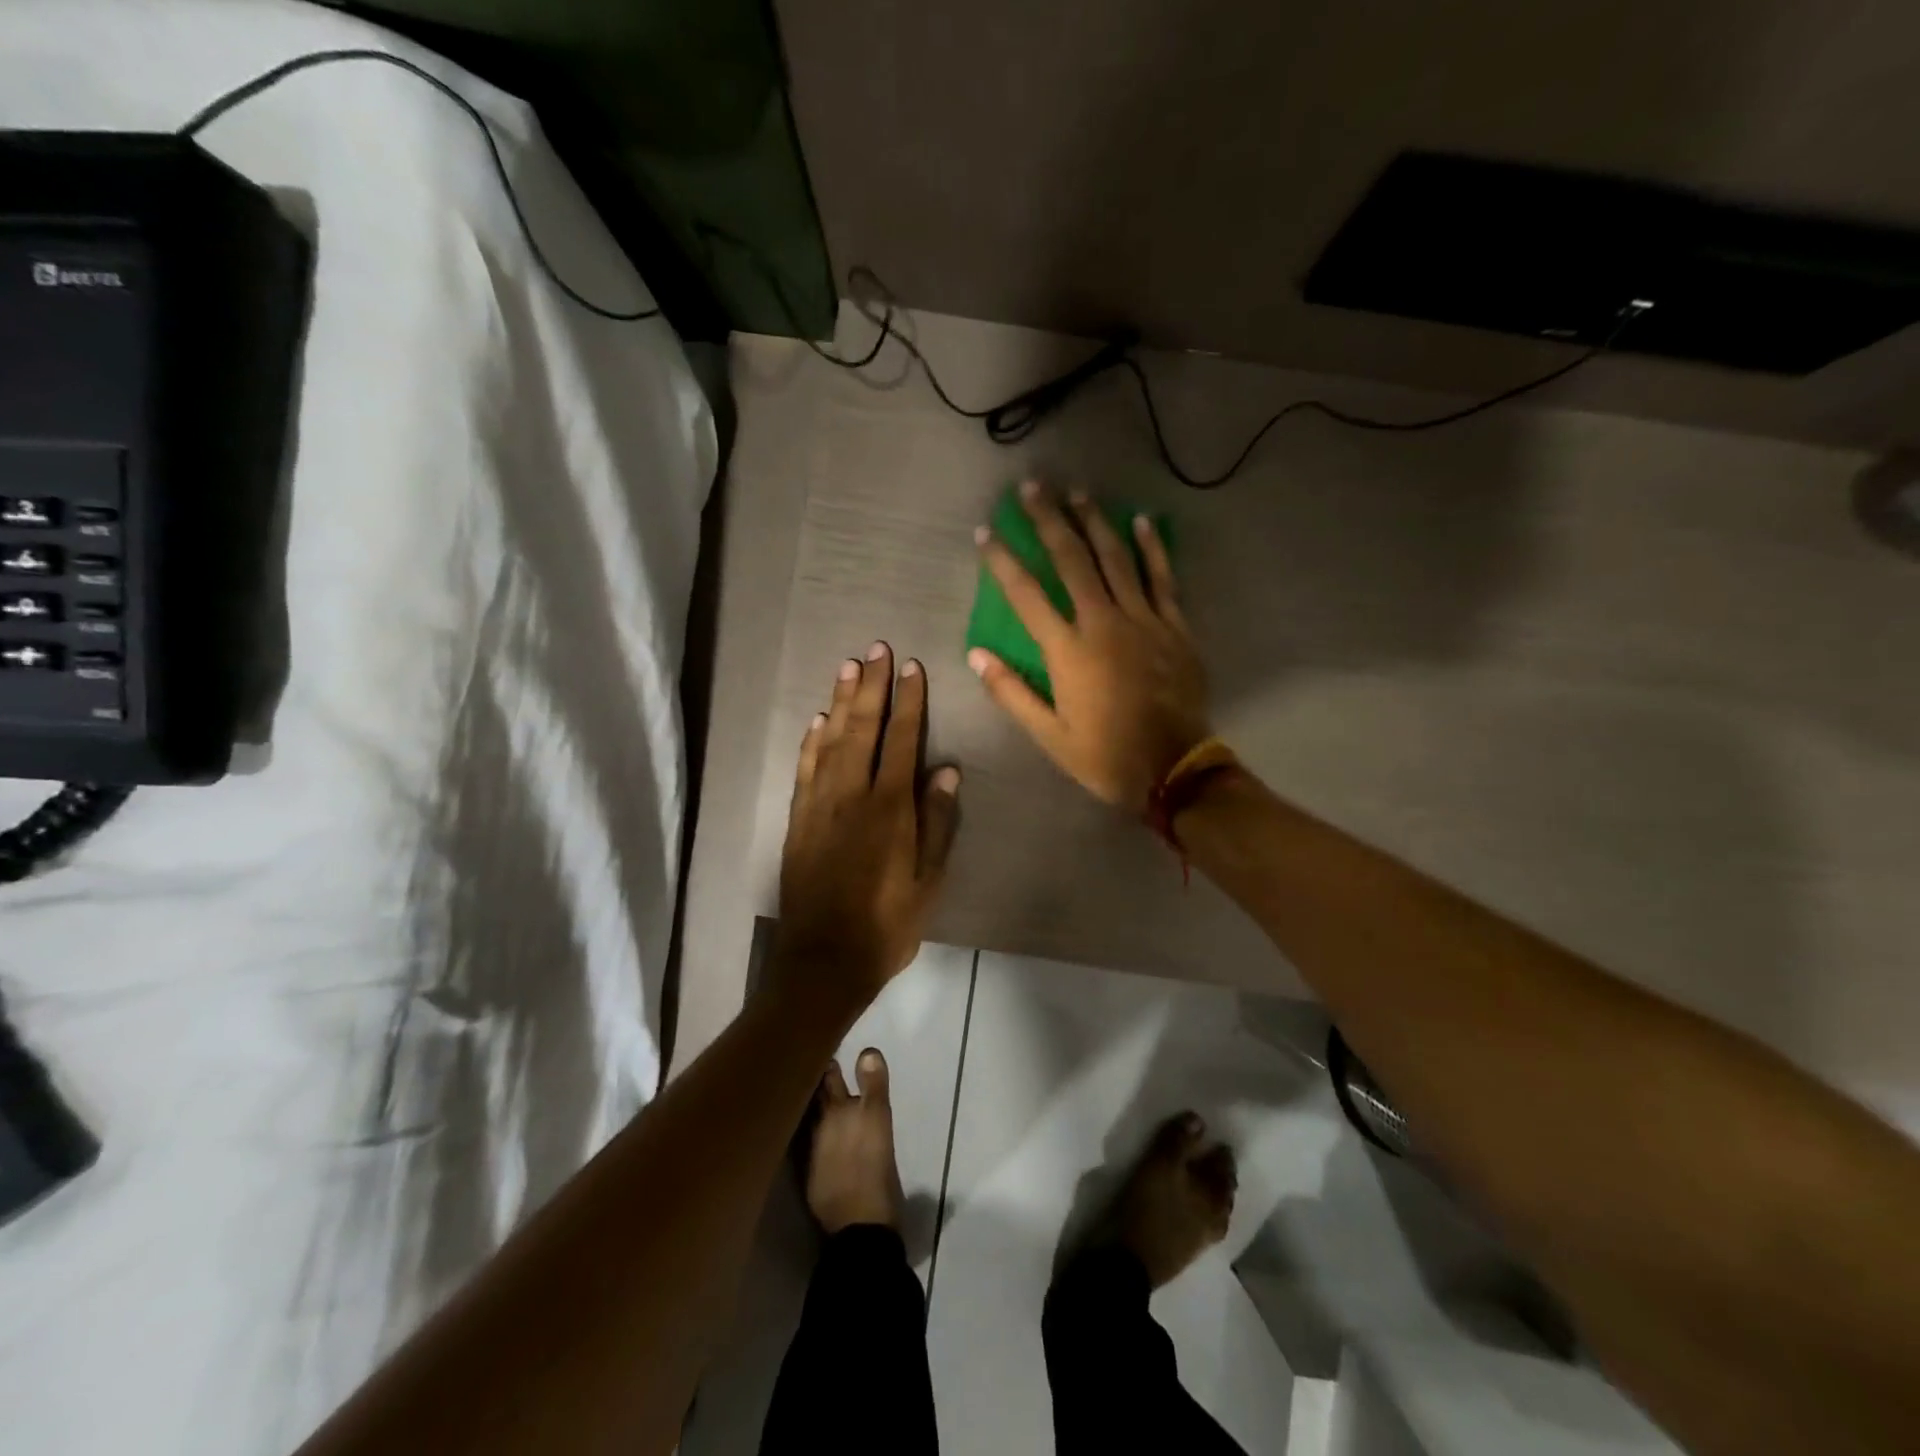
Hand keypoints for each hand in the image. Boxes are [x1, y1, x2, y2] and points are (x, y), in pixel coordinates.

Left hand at [775, 643, 961, 1010]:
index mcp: (890, 808)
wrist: (823, 961)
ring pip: (830, 741)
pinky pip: (805, 769)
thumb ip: (937, 823)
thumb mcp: (929, 881)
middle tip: (876, 648)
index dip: (909, 701)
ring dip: (840, 701)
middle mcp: (851, 796)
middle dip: (871, 686)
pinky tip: (817, 721)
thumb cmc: (888, 924)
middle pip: (863, 728)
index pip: (902, 740)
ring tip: (847, 666)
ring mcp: (819, 806)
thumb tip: (946, 771)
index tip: (912, 667)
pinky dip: (811, 741)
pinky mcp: (797, 821)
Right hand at [971, 483, 1210, 814]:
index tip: (987, 533)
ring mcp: (1144, 620)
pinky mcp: (1175, 626)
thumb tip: (976, 655)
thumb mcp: (1049, 736)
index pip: (1027, 595)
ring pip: (1116, 558)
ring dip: (1094, 522)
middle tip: (1033, 488)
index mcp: (1068, 651)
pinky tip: (1141, 521)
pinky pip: (1162, 577)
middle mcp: (1104, 623)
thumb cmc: (1105, 755)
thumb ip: (1012, 693)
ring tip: (1077, 492)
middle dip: (1049, 521)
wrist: (1174, 769)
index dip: (1003, 561)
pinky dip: (1151, 548)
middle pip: (1072, 560)